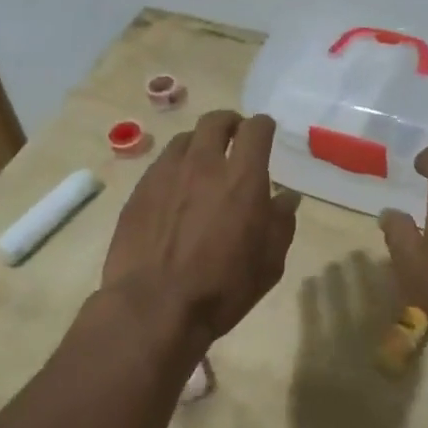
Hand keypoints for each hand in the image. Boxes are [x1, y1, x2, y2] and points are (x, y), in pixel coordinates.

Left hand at [101, 110, 301, 346]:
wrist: (153, 306)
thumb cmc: (222, 288)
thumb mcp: (269, 263)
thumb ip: (281, 223)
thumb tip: (287, 198)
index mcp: (242, 178)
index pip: (256, 129)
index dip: (263, 126)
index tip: (266, 132)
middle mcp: (204, 164)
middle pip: (216, 121)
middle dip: (230, 123)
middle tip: (235, 138)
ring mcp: (166, 173)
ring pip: (185, 138)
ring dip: (200, 143)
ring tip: (203, 162)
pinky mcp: (140, 190)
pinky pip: (162, 163)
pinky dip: (175, 166)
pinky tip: (176, 189)